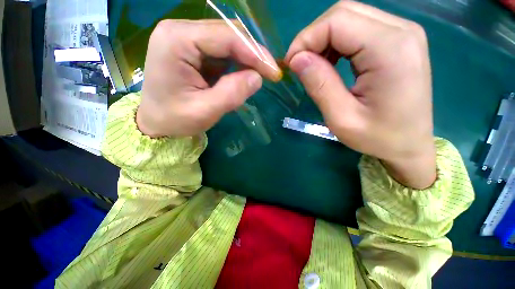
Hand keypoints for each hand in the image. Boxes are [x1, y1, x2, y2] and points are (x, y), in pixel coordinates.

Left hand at [137, 20, 280, 137]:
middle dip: (252, 55)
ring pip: (227, 41)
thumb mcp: (205, 111)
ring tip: (255, 78)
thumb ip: (232, 94)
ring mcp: (185, 38)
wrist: (156, 121)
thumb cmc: (175, 119)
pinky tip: (239, 77)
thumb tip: (257, 77)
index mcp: (177, 40)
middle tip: (269, 74)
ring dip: (245, 59)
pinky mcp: (192, 49)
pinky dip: (236, 64)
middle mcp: (180, 30)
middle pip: (227, 33)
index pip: (226, 37)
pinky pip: (221, 51)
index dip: (255, 53)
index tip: (274, 72)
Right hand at [285, 1, 435, 188]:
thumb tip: (296, 59)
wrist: (409, 144)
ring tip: (314, 67)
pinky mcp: (398, 39)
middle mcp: (401, 30)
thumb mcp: (341, 118)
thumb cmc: (378, 137)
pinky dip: (337, 41)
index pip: (337, 21)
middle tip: (300, 65)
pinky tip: (331, 62)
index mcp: (391, 50)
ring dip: (324, 39)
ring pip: (349, 17)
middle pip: (343, 13)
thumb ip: (319, 85)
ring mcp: (403, 32)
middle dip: (313, 37)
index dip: (306, 39)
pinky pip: (359, 27)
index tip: (291, 65)